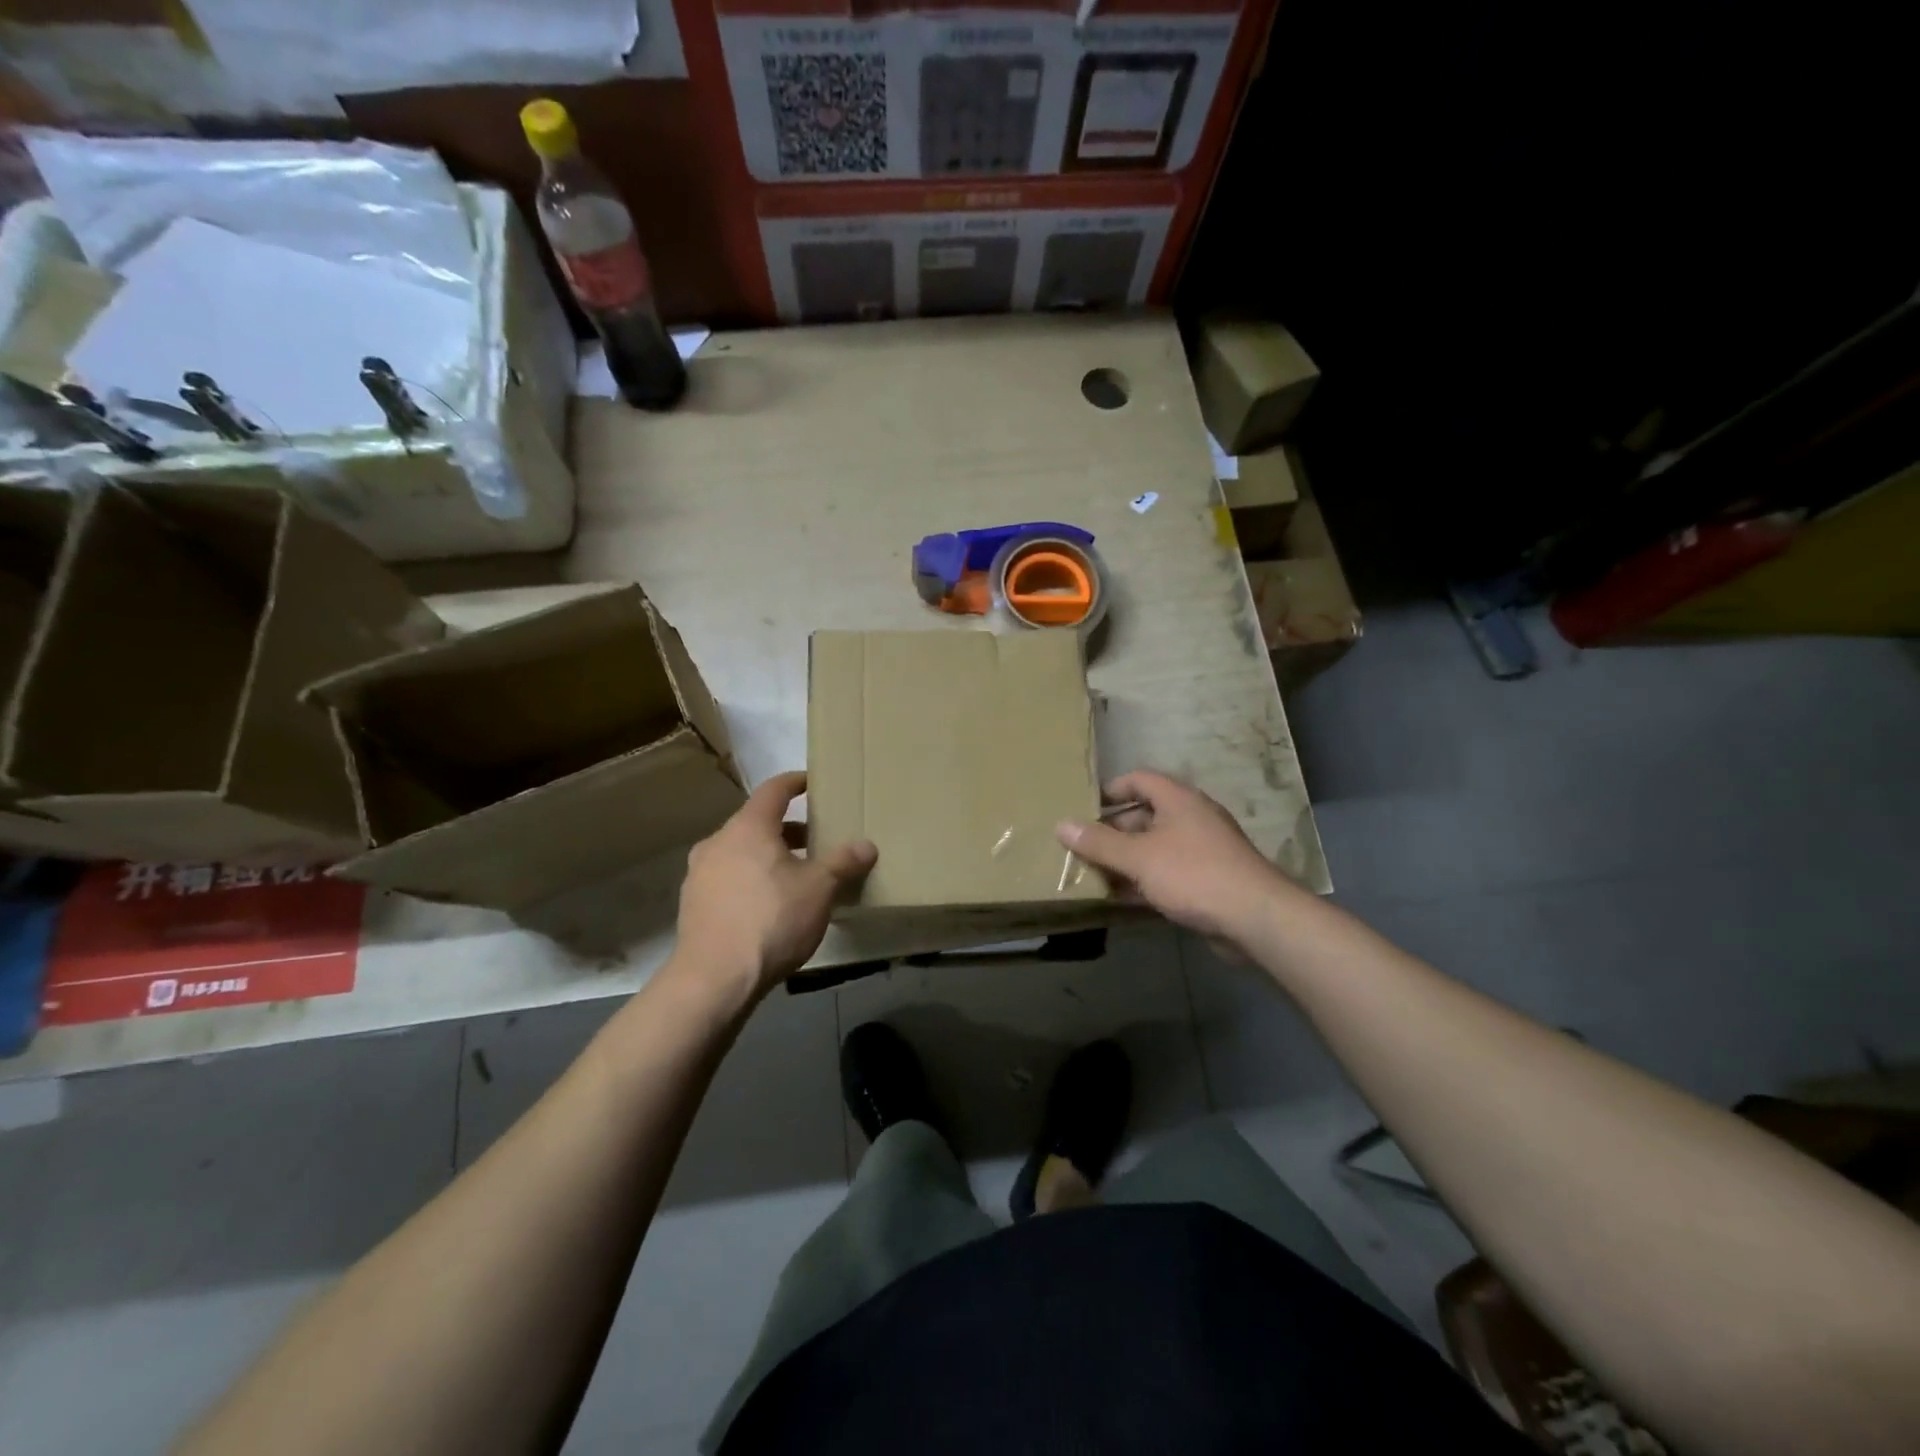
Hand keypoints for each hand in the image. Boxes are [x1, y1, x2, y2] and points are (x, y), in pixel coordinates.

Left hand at [672, 771, 876, 1001]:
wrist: (713, 980)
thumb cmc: (771, 921)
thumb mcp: (819, 890)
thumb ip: (843, 863)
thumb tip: (867, 845)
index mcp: (748, 828)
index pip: (774, 790)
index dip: (796, 782)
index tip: (813, 783)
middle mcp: (718, 842)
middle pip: (756, 822)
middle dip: (788, 828)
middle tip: (816, 840)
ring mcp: (699, 874)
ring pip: (741, 852)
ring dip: (768, 856)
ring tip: (796, 875)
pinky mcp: (693, 904)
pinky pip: (728, 878)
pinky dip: (751, 879)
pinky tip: (770, 905)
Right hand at [1056, 770, 1288, 943]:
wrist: (1255, 917)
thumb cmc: (1194, 874)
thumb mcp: (1139, 857)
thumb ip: (1099, 842)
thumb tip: (1061, 824)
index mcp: (1179, 800)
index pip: (1140, 780)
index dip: (1111, 789)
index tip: (1083, 806)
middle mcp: (1192, 819)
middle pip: (1145, 815)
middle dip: (1113, 830)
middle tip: (1082, 846)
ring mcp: (1202, 850)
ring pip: (1155, 847)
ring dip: (1126, 859)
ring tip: (1092, 873)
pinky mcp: (1208, 880)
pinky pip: (1167, 873)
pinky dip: (1144, 881)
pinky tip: (1120, 898)